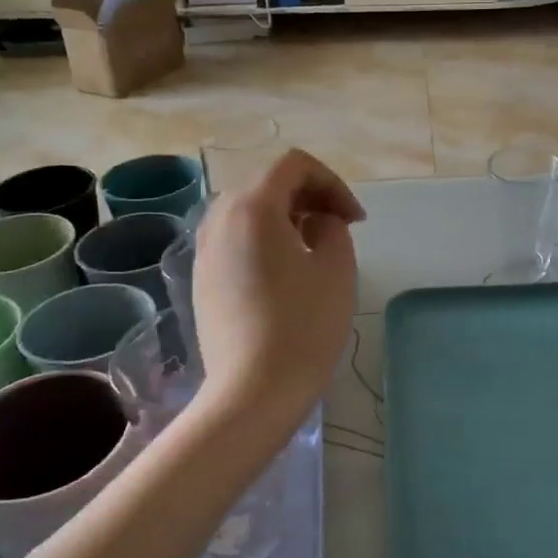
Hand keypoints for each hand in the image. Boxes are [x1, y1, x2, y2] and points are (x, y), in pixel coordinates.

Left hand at [192, 149, 363, 433]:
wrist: (251, 392)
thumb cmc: (302, 326)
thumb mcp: (336, 268)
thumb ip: (333, 227)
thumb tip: (317, 221)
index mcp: (253, 207)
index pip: (294, 165)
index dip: (332, 182)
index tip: (355, 220)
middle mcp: (219, 219)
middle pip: (268, 184)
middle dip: (309, 197)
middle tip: (339, 229)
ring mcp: (204, 250)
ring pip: (248, 212)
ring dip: (286, 218)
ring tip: (314, 250)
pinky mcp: (201, 279)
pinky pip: (235, 241)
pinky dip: (263, 241)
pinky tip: (284, 276)